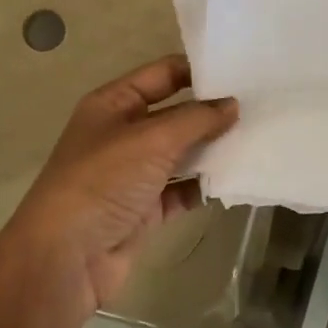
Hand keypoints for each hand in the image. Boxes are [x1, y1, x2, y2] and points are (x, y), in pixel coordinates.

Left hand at [0, 55, 236, 320]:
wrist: (67, 256)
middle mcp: (123, 134)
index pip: (162, 74)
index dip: (198, 70)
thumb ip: (196, 119)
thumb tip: (233, 105)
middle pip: (176, 114)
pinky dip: (204, 185)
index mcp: (113, 104)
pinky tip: (235, 178)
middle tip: (260, 107)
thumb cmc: (103, 181)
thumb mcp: (151, 139)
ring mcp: (133, 173)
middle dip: (212, 112)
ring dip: (212, 149)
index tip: (241, 72)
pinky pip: (182, 189)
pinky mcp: (145, 208)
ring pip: (181, 153)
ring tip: (257, 139)